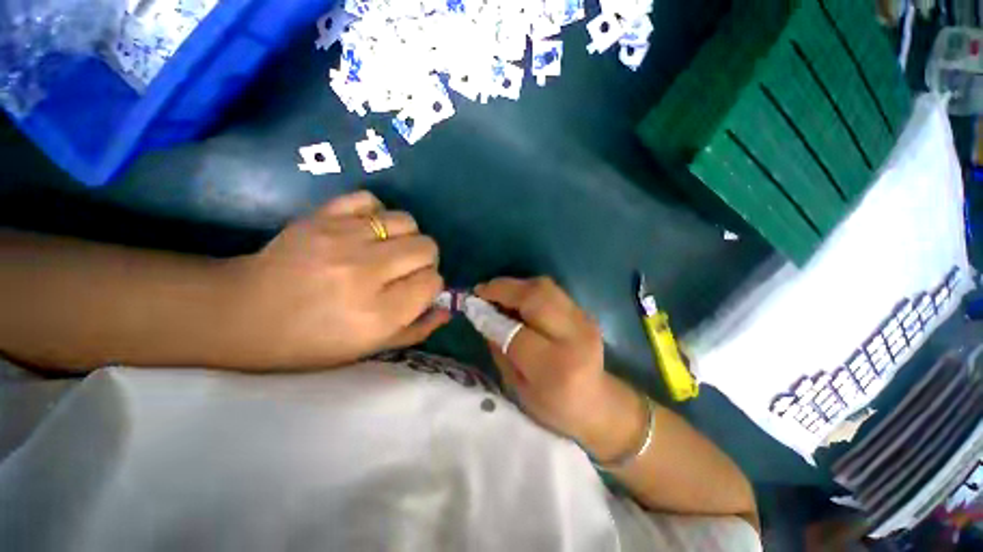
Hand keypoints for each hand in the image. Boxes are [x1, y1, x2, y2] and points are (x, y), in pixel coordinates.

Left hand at [217, 191, 448, 369]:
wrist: (242, 313)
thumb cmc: (310, 341)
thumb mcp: (369, 348)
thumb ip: (416, 329)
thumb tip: (447, 309)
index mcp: (378, 313)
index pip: (433, 282)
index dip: (430, 286)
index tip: (416, 290)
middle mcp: (365, 272)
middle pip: (427, 247)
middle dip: (424, 260)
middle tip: (404, 270)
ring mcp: (342, 239)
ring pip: (406, 221)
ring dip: (406, 237)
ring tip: (387, 249)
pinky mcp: (321, 216)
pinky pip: (371, 200)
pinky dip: (376, 214)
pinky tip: (366, 230)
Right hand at [476, 277, 646, 459]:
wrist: (598, 404)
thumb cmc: (553, 406)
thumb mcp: (518, 389)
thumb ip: (500, 351)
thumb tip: (484, 316)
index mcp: (556, 368)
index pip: (517, 334)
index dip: (491, 318)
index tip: (472, 307)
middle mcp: (574, 337)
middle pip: (536, 298)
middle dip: (504, 289)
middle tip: (482, 291)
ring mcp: (584, 320)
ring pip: (545, 287)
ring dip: (516, 286)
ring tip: (497, 293)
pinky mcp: (584, 312)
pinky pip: (551, 291)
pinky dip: (528, 289)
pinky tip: (517, 298)